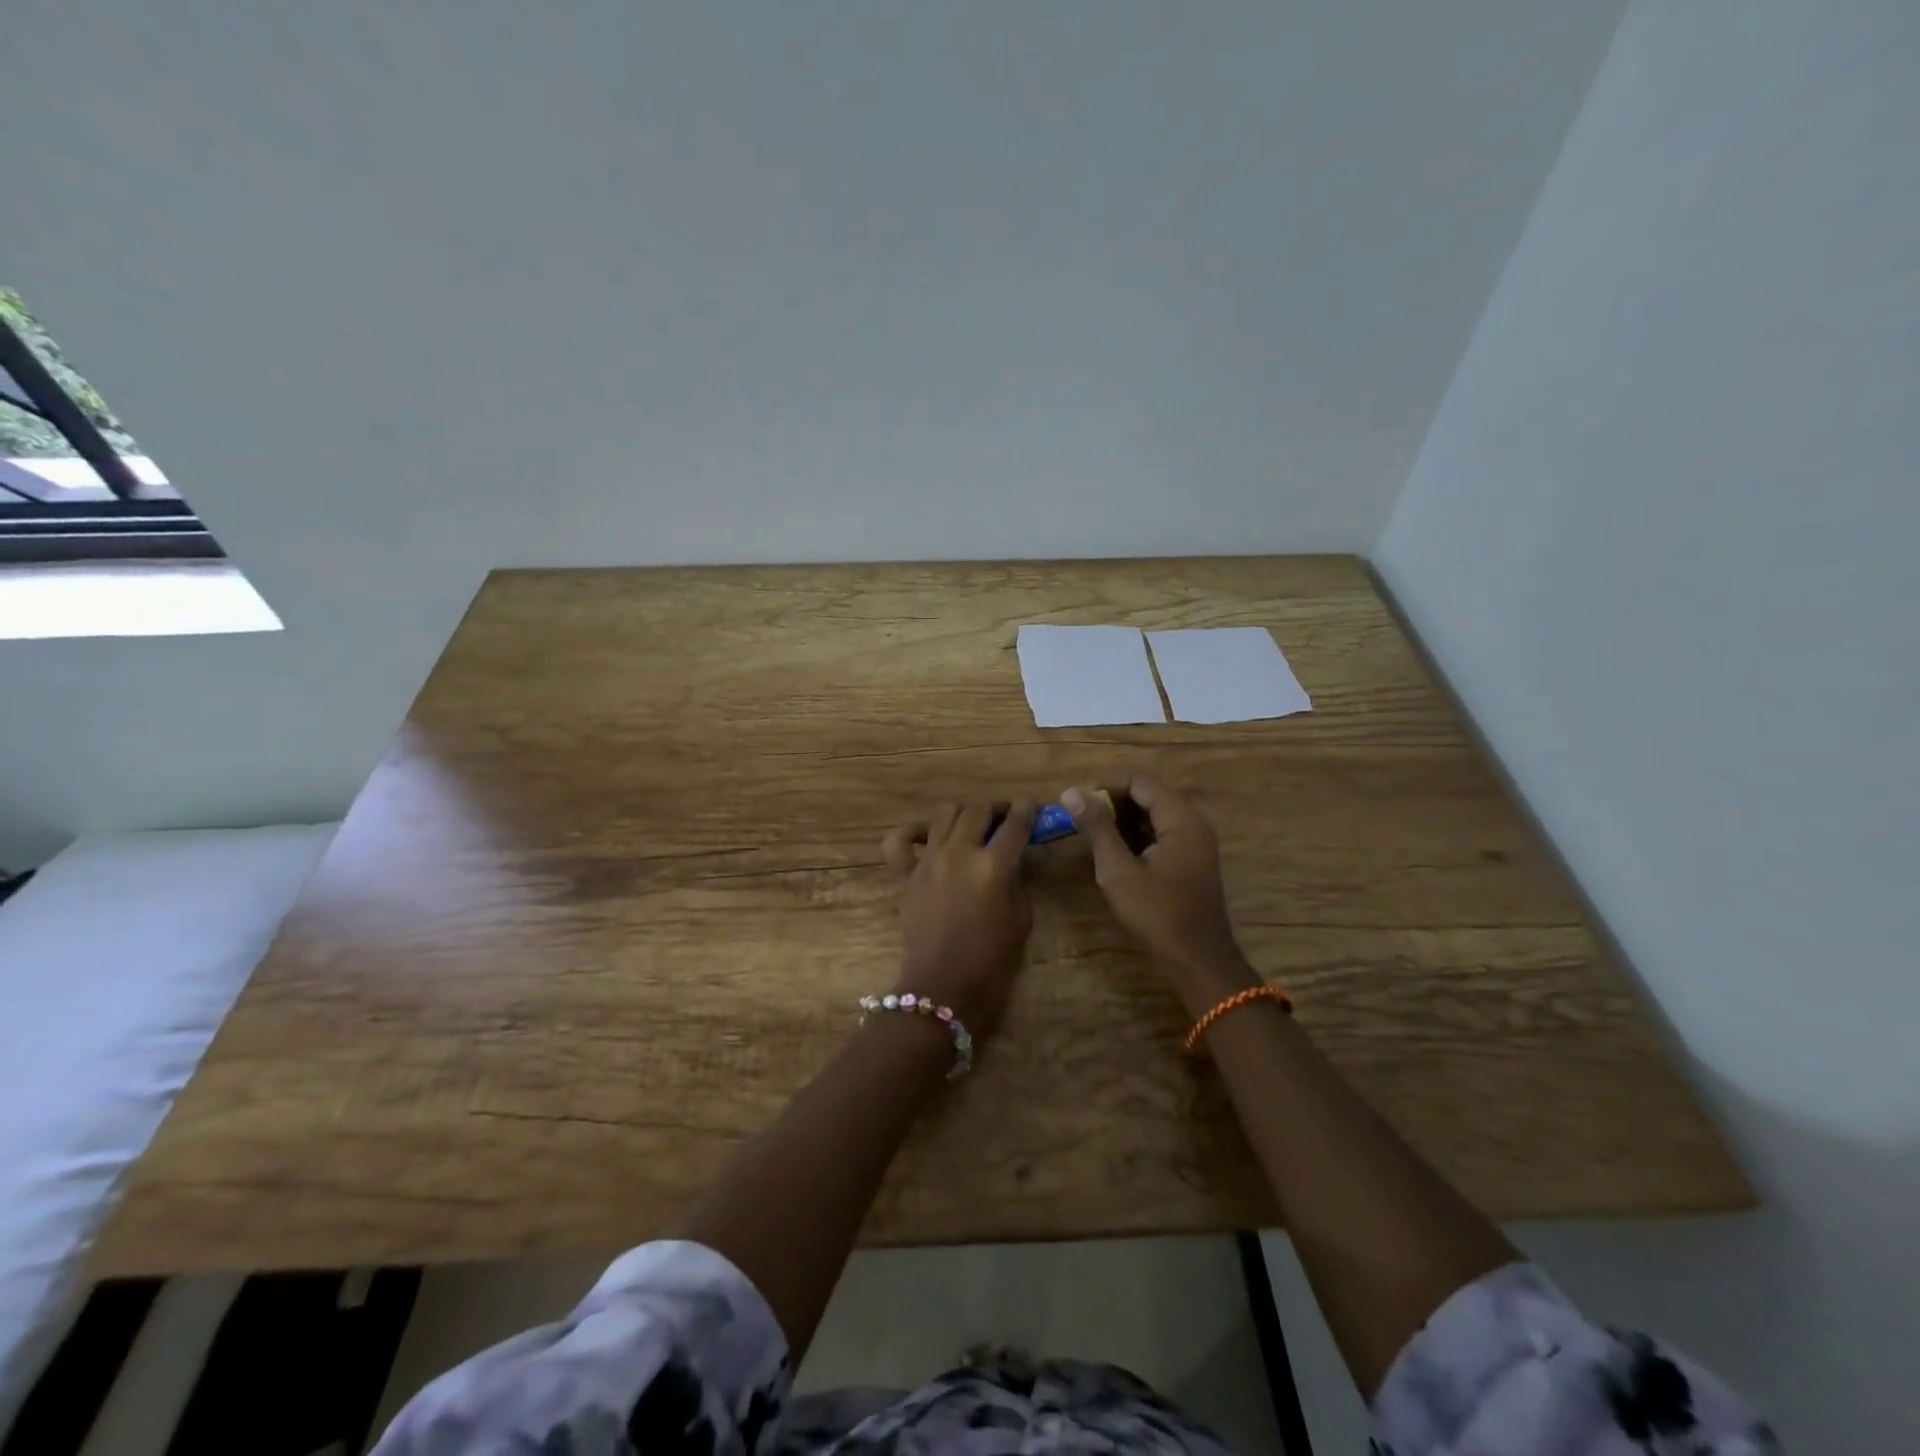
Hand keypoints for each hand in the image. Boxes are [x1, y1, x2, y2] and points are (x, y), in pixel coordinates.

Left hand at [882, 801, 1037, 1035]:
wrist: (941, 988)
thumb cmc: (990, 960)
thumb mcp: (1021, 919)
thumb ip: (1023, 879)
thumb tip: (1030, 852)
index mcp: (992, 865)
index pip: (1016, 823)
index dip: (1028, 809)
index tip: (1034, 806)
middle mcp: (959, 852)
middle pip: (978, 809)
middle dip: (997, 808)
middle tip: (1006, 819)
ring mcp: (928, 860)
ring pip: (945, 813)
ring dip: (964, 813)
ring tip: (973, 826)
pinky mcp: (906, 874)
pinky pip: (900, 840)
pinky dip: (913, 832)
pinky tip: (929, 838)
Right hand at [1062, 776, 1254, 1012]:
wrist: (1197, 961)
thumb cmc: (1157, 914)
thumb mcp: (1118, 870)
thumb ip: (1097, 827)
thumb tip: (1071, 791)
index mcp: (1180, 818)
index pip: (1139, 781)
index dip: (1105, 785)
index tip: (1076, 802)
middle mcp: (1192, 822)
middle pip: (1148, 794)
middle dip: (1111, 802)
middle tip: (1079, 819)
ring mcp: (1194, 842)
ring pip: (1153, 815)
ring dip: (1122, 820)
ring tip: (1090, 835)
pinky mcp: (1190, 861)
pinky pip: (1160, 834)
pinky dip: (1135, 836)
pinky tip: (1113, 853)